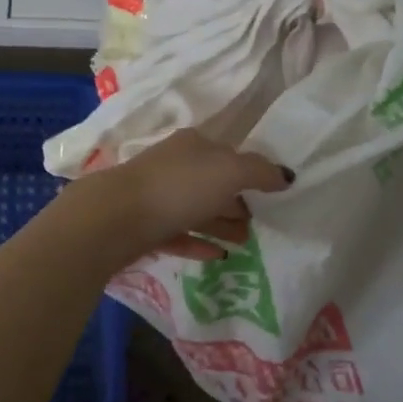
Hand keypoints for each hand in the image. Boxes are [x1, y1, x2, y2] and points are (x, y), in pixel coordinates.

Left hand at [82, 128, 292, 261]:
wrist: (116, 218)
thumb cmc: (178, 187)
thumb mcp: (229, 171)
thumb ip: (260, 171)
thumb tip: (286, 175)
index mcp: (193, 145)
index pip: (228, 154)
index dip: (250, 173)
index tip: (271, 195)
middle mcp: (173, 166)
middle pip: (212, 182)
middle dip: (237, 200)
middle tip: (261, 224)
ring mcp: (156, 196)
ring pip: (196, 209)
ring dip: (221, 224)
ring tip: (246, 243)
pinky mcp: (144, 227)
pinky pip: (179, 234)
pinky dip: (199, 242)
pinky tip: (218, 256)